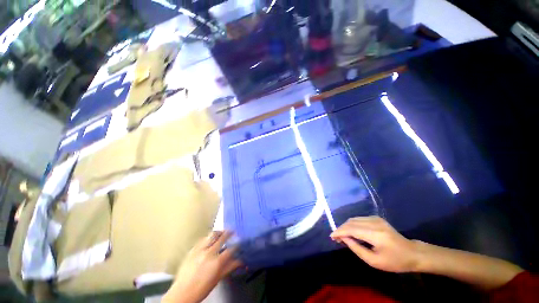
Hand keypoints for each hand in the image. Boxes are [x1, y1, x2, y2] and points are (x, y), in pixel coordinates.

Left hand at [163, 231, 241, 302]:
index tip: (240, 242)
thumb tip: (240, 261)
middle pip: (222, 237)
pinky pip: (203, 239)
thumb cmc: (201, 289)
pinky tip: (210, 239)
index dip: (237, 244)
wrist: (182, 293)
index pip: (231, 249)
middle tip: (233, 231)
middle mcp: (209, 253)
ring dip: (219, 232)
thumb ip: (229, 267)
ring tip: (222, 232)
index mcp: (217, 262)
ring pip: (212, 234)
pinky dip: (209, 237)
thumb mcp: (217, 279)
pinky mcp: (192, 249)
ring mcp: (200, 250)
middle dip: (230, 232)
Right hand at [330, 216, 420, 272]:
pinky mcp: (376, 218)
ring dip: (346, 226)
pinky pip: (359, 219)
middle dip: (341, 229)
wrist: (412, 253)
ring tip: (342, 235)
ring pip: (354, 219)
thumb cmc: (394, 261)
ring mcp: (376, 218)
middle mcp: (374, 223)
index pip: (352, 229)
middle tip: (336, 238)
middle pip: (351, 222)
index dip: (340, 232)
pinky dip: (352, 224)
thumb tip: (343, 239)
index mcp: (376, 235)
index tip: (331, 236)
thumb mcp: (374, 261)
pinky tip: (351, 231)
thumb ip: (356, 248)